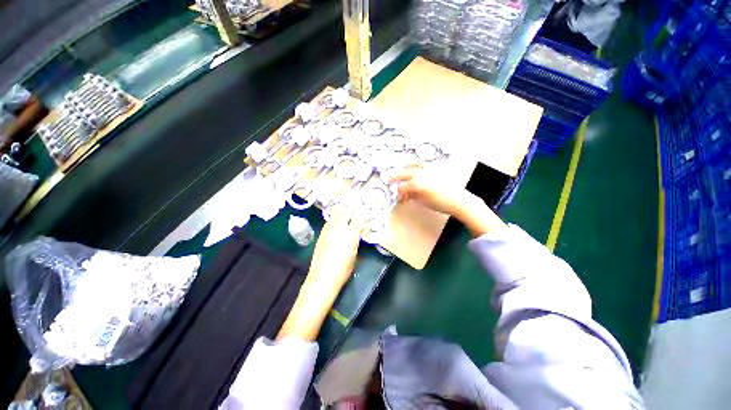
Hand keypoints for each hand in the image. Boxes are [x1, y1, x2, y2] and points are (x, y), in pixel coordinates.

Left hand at [307, 212, 364, 287]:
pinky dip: (332, 223)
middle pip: (345, 213)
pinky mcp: (321, 235)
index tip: (363, 221)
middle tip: (353, 216)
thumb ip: (355, 244)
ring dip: (340, 216)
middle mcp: (340, 229)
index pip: (358, 220)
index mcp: (351, 234)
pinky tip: (334, 228)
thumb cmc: (342, 270)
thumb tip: (356, 238)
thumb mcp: (354, 257)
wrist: (323, 277)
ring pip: (334, 216)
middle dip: (349, 213)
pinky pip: (327, 224)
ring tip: (343, 219)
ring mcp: (329, 231)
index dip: (361, 219)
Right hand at [389, 165, 473, 216]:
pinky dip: (415, 165)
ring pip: (413, 165)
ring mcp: (428, 169)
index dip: (398, 192)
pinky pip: (422, 164)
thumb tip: (406, 194)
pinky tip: (414, 168)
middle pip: (404, 173)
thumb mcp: (422, 201)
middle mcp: (420, 173)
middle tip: (389, 181)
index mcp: (416, 183)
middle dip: (395, 177)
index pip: (402, 187)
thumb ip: (412, 196)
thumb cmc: (439, 203)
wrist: (458, 200)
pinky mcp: (435, 168)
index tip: (398, 196)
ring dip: (404, 168)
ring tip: (401, 171)